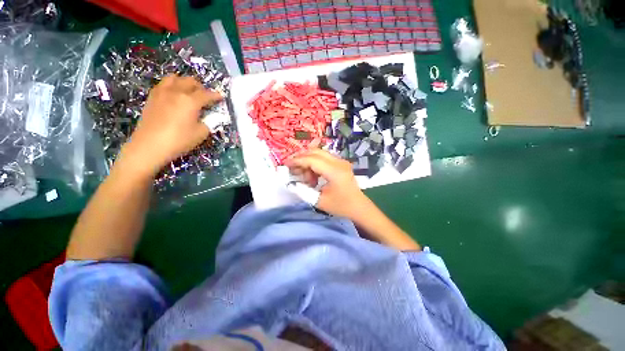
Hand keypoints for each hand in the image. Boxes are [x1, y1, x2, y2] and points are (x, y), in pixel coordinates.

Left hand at [119, 75, 222, 177]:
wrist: (149, 146)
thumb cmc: (178, 140)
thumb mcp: (200, 134)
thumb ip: (208, 122)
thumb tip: (210, 117)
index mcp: (190, 101)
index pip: (206, 94)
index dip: (216, 95)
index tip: (221, 97)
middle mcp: (176, 92)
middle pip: (190, 81)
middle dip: (201, 87)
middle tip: (205, 96)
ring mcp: (162, 92)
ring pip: (174, 78)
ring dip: (184, 83)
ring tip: (188, 92)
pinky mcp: (152, 97)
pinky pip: (163, 84)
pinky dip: (172, 86)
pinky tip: (174, 96)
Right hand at [285, 149, 369, 218]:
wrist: (359, 207)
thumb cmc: (341, 206)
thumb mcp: (319, 201)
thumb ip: (303, 191)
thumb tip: (291, 182)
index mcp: (334, 171)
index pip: (312, 159)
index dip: (297, 161)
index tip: (286, 164)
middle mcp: (338, 162)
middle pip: (315, 152)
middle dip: (301, 158)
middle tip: (293, 168)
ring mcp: (341, 161)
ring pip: (320, 153)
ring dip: (309, 161)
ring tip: (305, 176)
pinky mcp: (341, 164)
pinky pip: (325, 158)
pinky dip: (315, 163)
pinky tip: (314, 176)